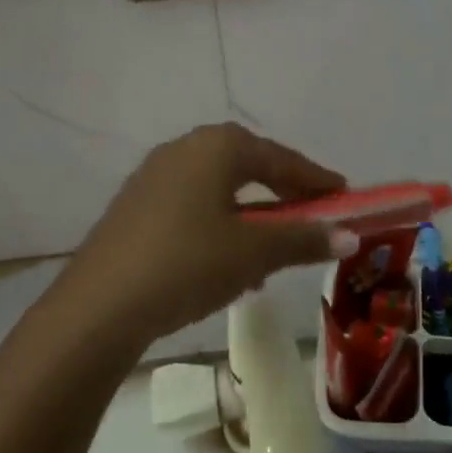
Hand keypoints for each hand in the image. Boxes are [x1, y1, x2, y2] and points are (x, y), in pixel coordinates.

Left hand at [64, 124, 359, 344]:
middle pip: (248, 165)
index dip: (315, 178)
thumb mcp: (254, 253)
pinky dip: (221, 225)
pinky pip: (193, 206)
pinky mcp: (136, 207)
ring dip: (252, 214)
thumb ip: (304, 239)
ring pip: (219, 188)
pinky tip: (230, 263)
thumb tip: (351, 235)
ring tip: (275, 248)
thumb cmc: (188, 263)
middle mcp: (183, 149)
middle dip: (283, 192)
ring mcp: (154, 177)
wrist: (100, 306)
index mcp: (216, 147)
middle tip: (311, 214)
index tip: (344, 194)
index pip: (280, 157)